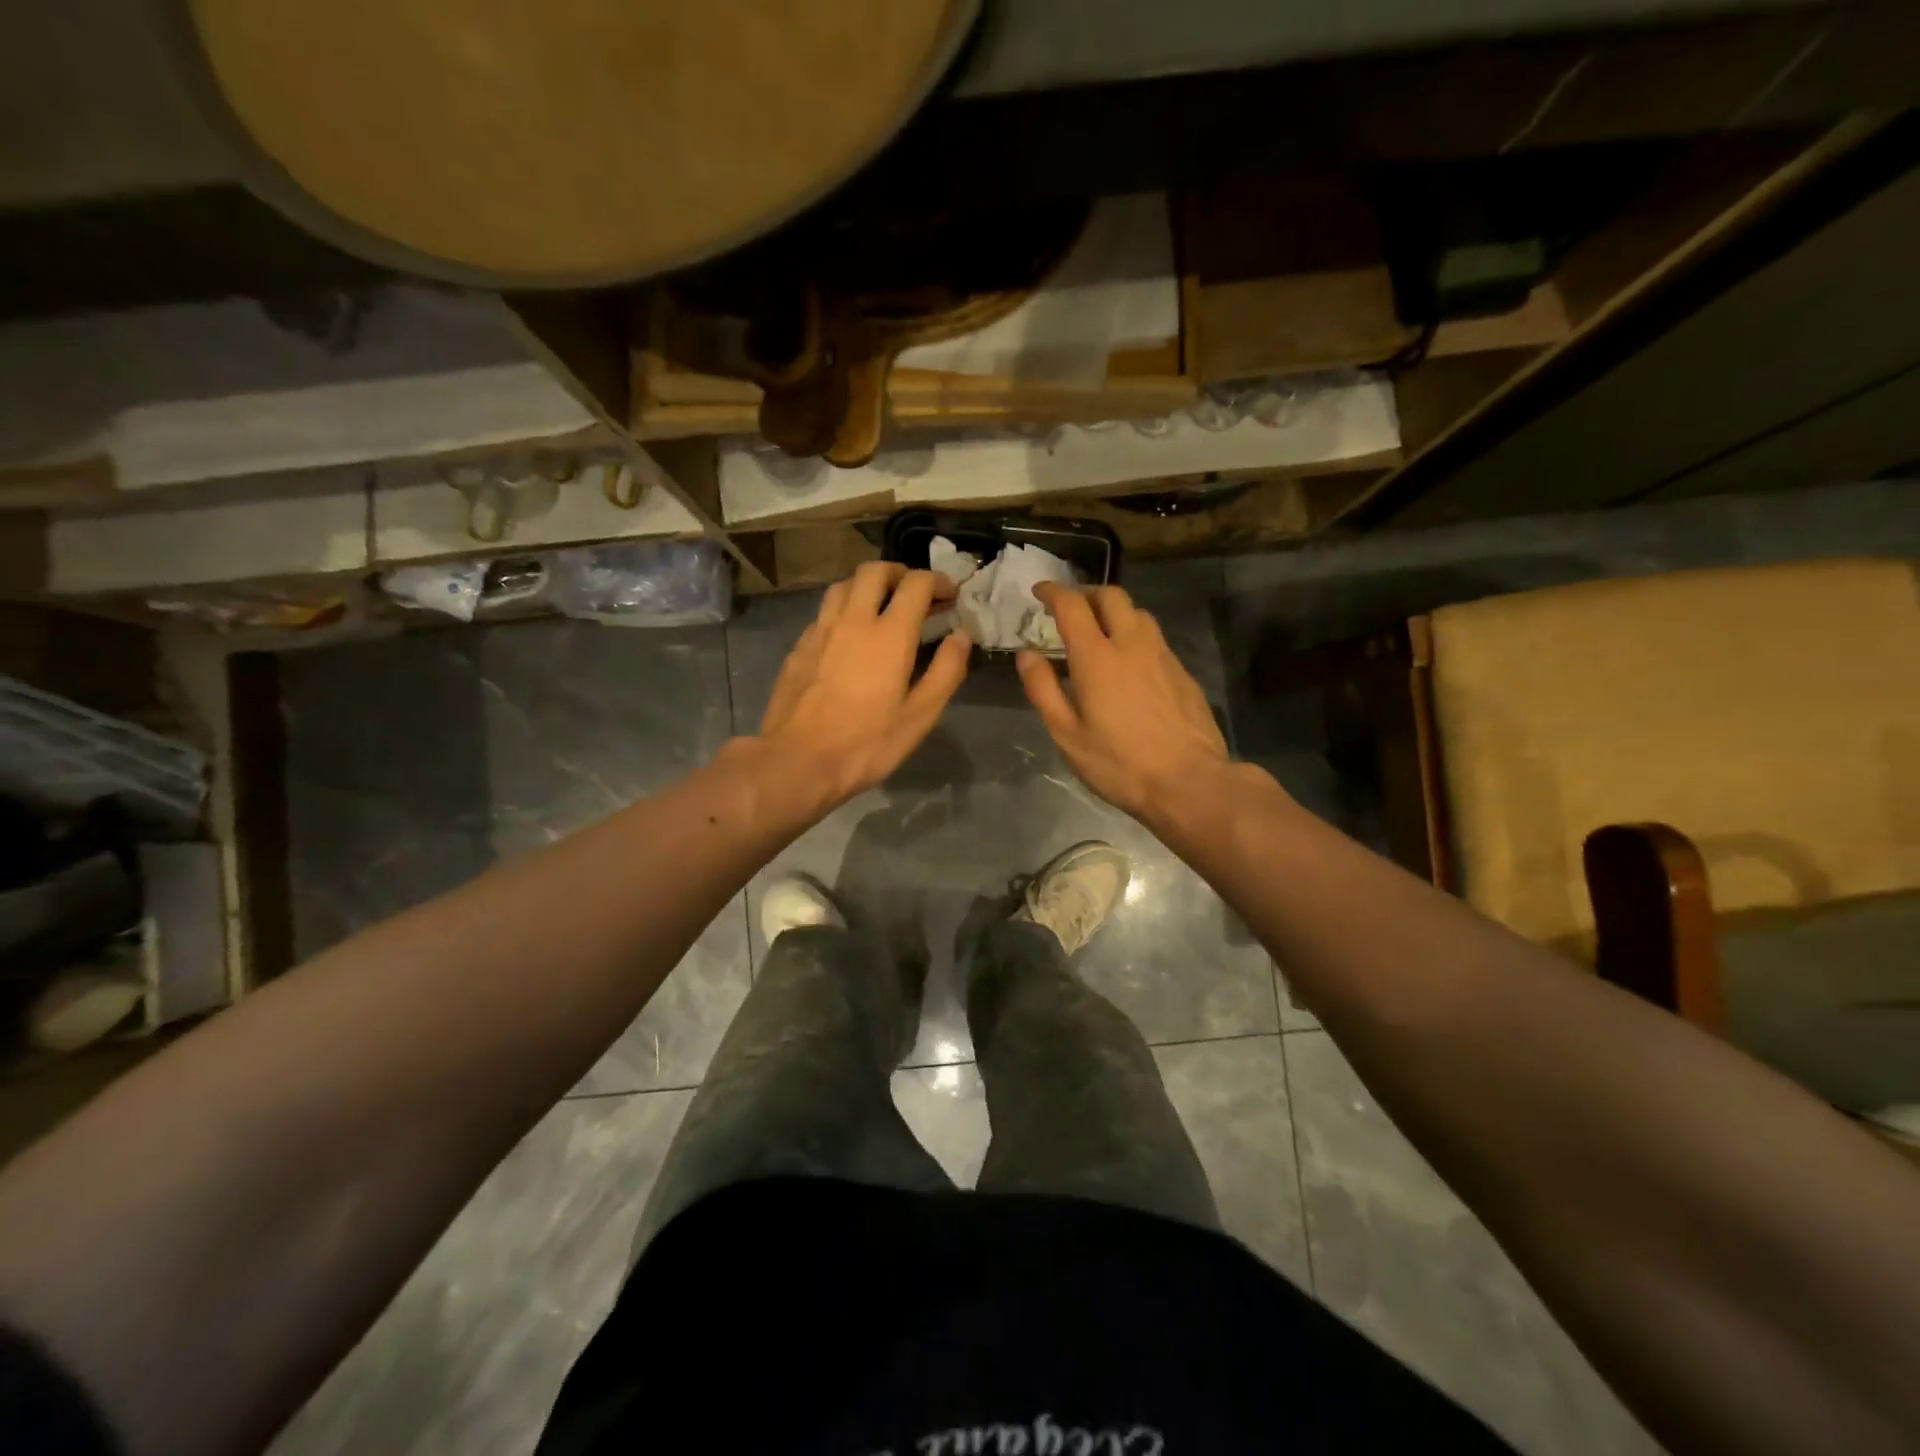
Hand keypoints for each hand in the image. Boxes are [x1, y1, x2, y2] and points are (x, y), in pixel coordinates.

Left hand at [757, 562, 970, 806]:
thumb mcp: (920, 716)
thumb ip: (946, 671)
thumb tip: (962, 635)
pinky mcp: (799, 646)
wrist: (797, 761)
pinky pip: (824, 612)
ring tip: (881, 607)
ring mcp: (820, 630)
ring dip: (868, 586)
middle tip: (916, 594)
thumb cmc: (866, 744)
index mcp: (889, 634)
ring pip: (844, 585)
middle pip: (875, 571)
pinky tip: (849, 636)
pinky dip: (844, 610)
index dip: (938, 582)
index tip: (950, 596)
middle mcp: (852, 620)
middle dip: (901, 573)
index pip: (916, 584)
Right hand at [1016, 582, 1230, 821]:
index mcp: (1097, 657)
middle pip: (1111, 596)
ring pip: (1137, 612)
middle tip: (1070, 607)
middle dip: (1086, 592)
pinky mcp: (1182, 671)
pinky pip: (1154, 636)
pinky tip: (1129, 660)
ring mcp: (1162, 655)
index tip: (1039, 591)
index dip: (1053, 591)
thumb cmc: (1119, 763)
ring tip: (1099, 630)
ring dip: (1113, 610)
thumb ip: (1043, 689)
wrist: (1189, 781)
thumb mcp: (1067, 734)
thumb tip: (1027, 654)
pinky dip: (1134, 633)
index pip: (1072, 605)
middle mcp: (1131, 644)